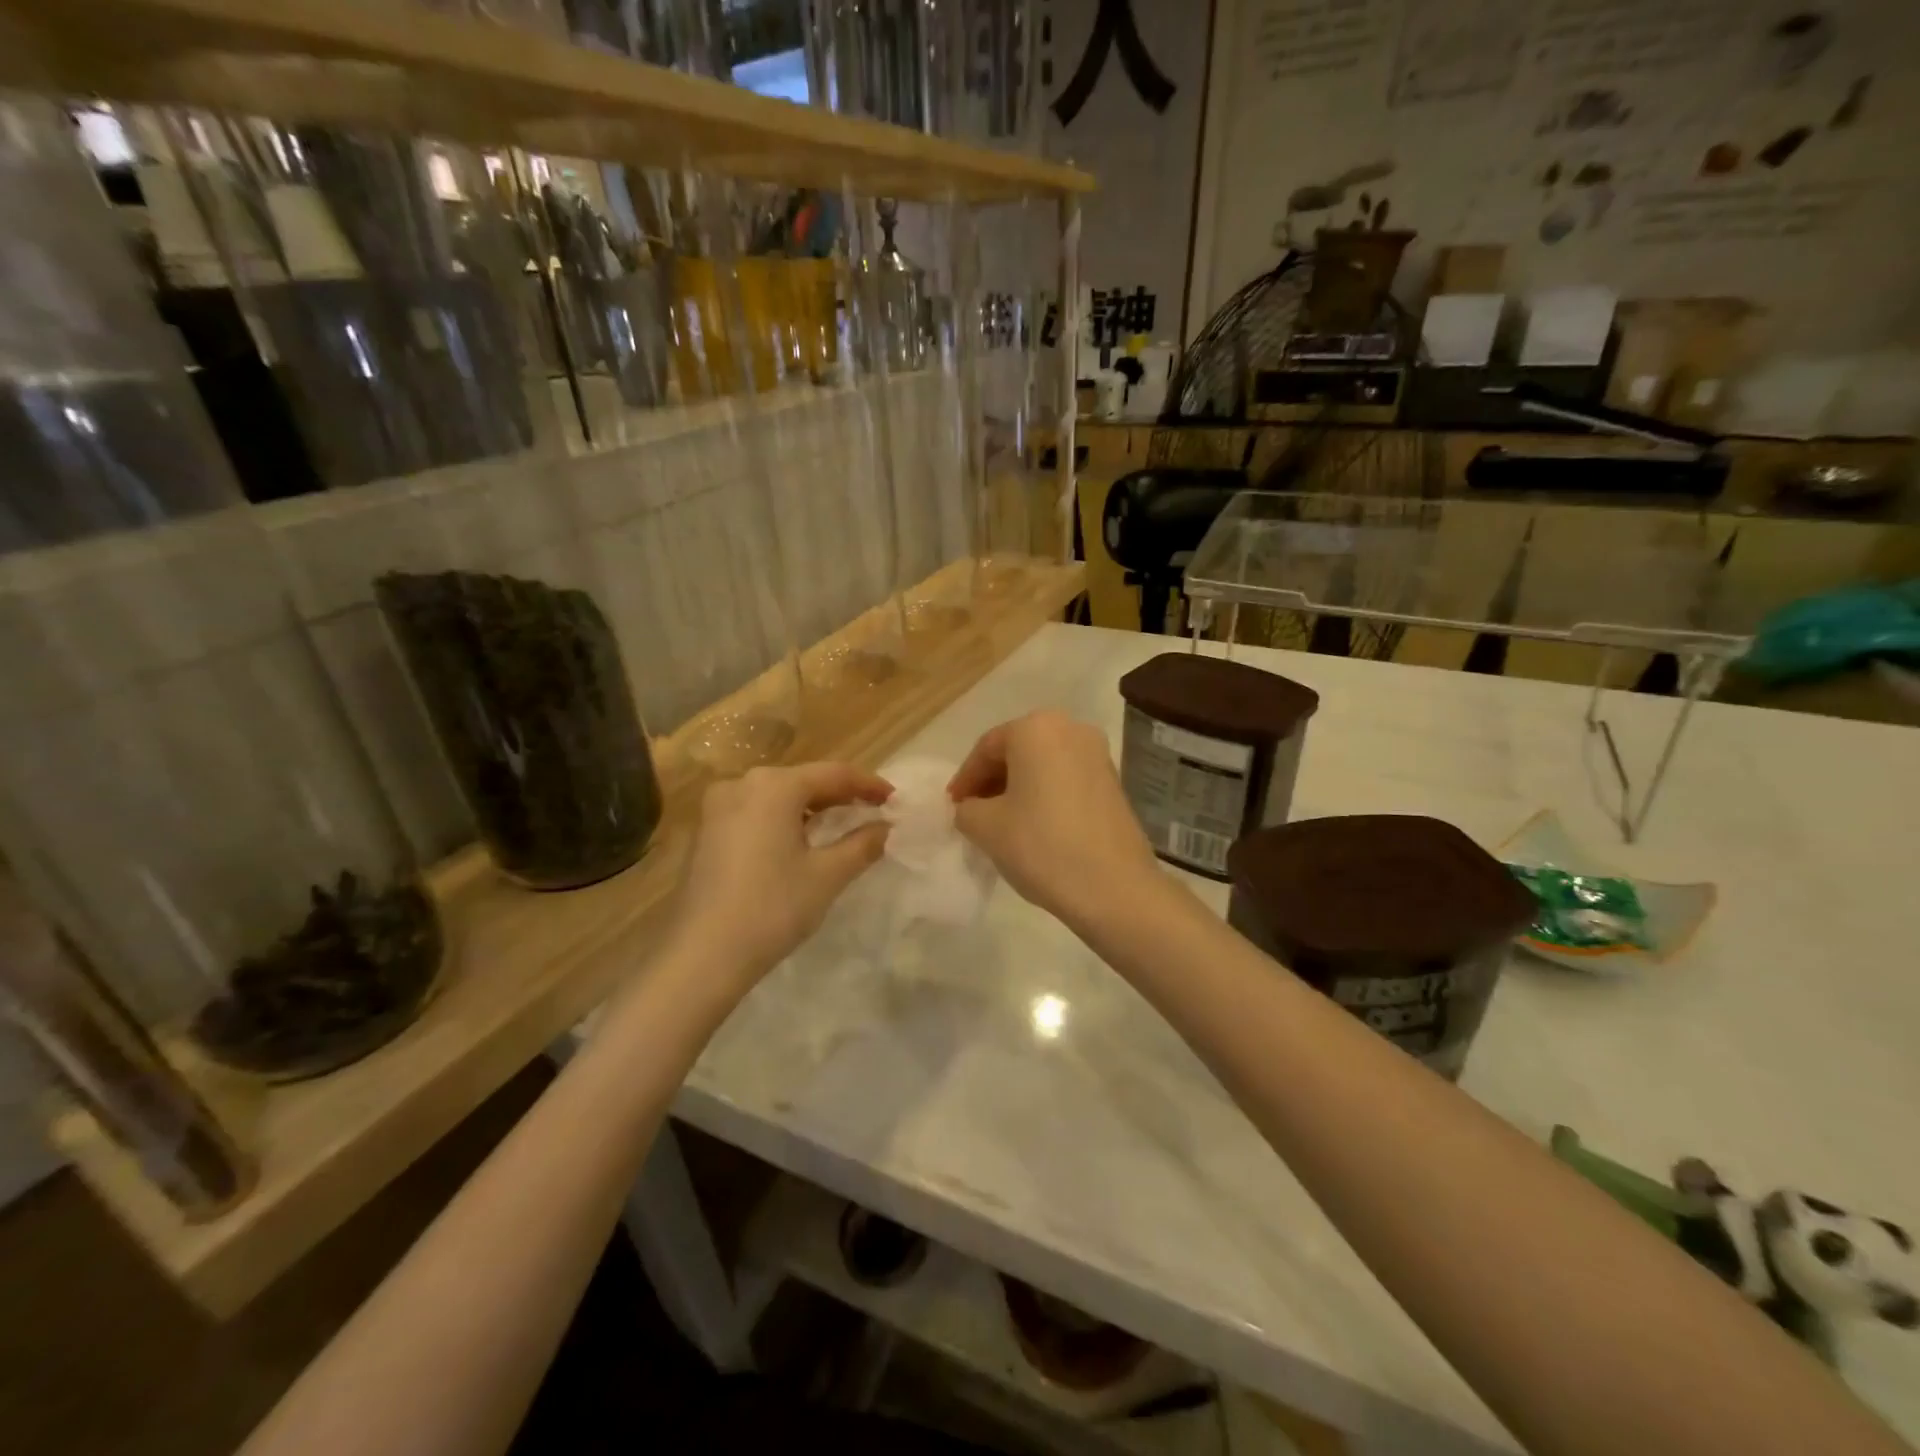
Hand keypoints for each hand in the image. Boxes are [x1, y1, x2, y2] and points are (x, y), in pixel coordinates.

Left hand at [666, 762, 891, 986]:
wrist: (702, 955)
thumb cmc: (772, 908)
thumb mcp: (827, 875)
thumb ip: (862, 844)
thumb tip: (887, 827)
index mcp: (774, 786)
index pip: (834, 774)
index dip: (869, 785)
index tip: (895, 800)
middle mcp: (743, 784)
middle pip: (804, 780)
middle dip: (841, 795)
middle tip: (873, 812)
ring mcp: (718, 807)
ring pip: (778, 796)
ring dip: (812, 808)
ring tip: (842, 826)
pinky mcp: (707, 831)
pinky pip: (757, 812)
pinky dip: (785, 820)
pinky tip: (801, 841)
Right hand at [947, 711, 1159, 927]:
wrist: (1114, 888)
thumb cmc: (1041, 846)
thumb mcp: (985, 827)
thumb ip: (966, 809)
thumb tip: (972, 808)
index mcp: (1036, 728)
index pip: (987, 748)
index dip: (965, 779)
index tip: (952, 807)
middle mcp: (1071, 729)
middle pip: (1017, 751)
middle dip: (992, 781)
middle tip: (972, 812)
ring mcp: (1098, 755)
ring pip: (1043, 765)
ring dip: (1018, 788)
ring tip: (1001, 822)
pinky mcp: (1113, 782)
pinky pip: (1066, 779)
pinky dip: (1044, 795)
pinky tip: (1034, 826)